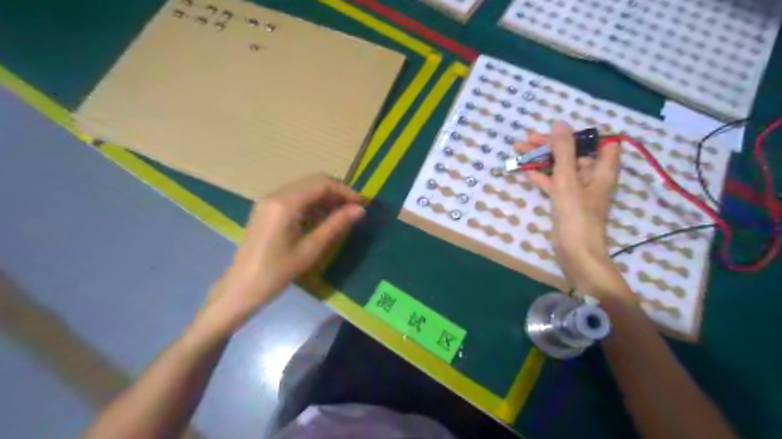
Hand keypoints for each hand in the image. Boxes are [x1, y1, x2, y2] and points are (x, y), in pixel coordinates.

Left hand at [199, 173, 363, 330]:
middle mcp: (275, 195)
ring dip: (324, 198)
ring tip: (340, 216)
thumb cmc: (277, 272)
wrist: (241, 288)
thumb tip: (360, 210)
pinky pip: (293, 198)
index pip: (321, 184)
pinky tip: (320, 220)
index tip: (361, 204)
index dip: (344, 191)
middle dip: (336, 193)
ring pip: (303, 189)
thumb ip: (335, 225)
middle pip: (312, 182)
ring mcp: (268, 201)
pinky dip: (311, 204)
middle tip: (353, 209)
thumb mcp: (310, 249)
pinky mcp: (265, 209)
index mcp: (285, 203)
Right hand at [519, 122, 627, 295]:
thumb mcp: (567, 179)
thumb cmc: (576, 214)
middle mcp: (593, 176)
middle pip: (574, 152)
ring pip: (561, 167)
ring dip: (542, 159)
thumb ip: (564, 151)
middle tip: (527, 140)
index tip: (560, 132)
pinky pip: (554, 182)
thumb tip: (560, 123)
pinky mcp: (567, 200)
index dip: (581, 134)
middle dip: (551, 145)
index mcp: (602, 168)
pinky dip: (542, 176)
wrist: (575, 251)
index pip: (600, 141)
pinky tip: (526, 171)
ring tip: (519, 150)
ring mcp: (579, 189)